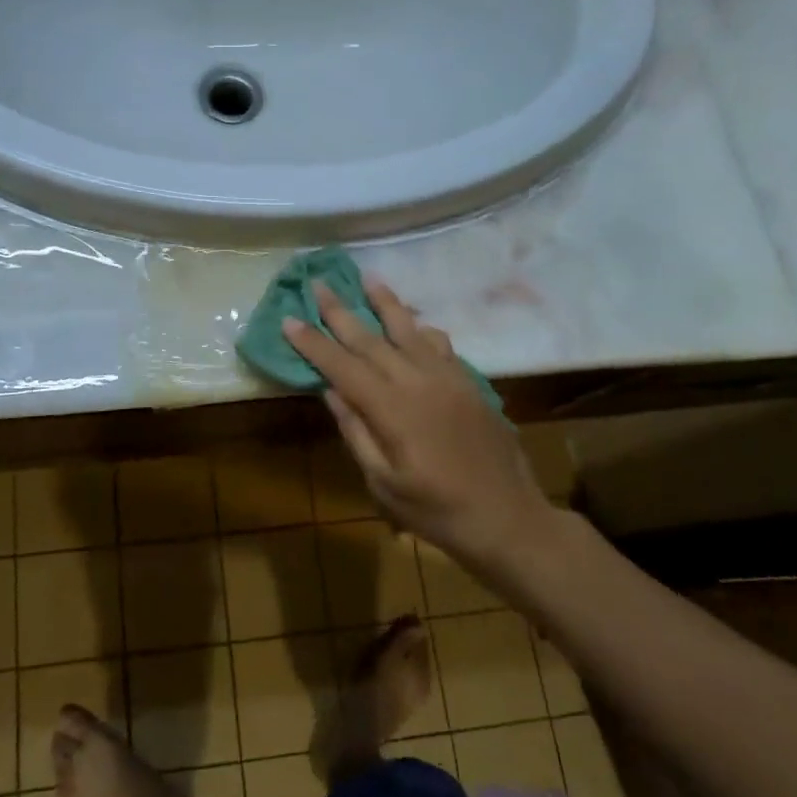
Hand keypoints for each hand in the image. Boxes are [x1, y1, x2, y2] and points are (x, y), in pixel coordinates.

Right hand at [282, 277, 552, 567]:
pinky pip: (441, 345)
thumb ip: (357, 433)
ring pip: (410, 331)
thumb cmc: (436, 510)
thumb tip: (331, 391)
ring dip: (386, 304)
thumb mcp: (383, 482)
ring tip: (368, 279)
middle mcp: (418, 382)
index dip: (314, 343)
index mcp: (391, 409)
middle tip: (320, 284)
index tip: (290, 319)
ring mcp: (447, 379)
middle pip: (371, 339)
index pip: (342, 367)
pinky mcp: (468, 384)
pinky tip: (415, 323)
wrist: (507, 517)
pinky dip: (422, 329)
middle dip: (341, 312)